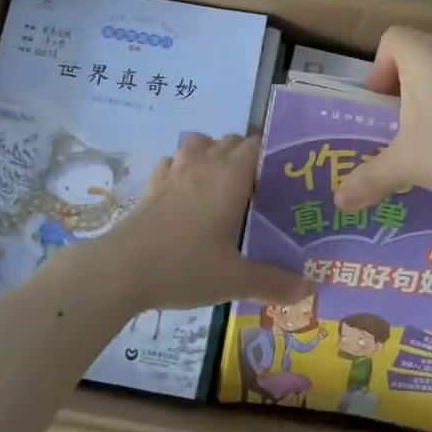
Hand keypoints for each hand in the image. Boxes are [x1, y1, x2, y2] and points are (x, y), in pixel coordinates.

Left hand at [107, 133, 307, 311]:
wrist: (121, 270)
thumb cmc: (185, 266)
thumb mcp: (235, 280)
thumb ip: (274, 282)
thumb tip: (310, 290)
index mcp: (230, 177)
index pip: (257, 145)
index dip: (273, 154)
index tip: (286, 176)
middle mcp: (204, 165)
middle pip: (230, 141)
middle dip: (247, 156)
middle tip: (260, 188)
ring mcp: (174, 173)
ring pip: (199, 144)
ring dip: (212, 153)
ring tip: (222, 182)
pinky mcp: (151, 186)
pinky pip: (171, 163)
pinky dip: (182, 168)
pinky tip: (184, 191)